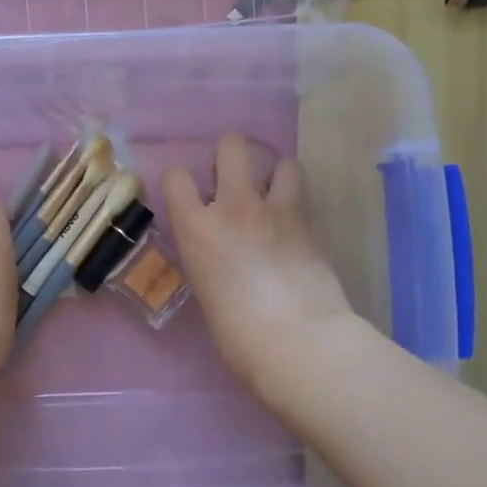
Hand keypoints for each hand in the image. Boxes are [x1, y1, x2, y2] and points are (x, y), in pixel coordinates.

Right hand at [163, 135, 356, 401]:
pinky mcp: (311, 224)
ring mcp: (277, 211)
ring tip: (272, 195)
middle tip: (232, 181)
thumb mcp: (205, 291)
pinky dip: (296, 203)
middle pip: (231, 145)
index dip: (179, 181)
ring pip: (281, 161)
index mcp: (197, 229)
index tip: (185, 194)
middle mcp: (234, 207)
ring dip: (274, 174)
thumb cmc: (237, 335)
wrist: (298, 341)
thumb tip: (220, 257)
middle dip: (230, 154)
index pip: (175, 177)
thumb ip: (208, 260)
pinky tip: (293, 224)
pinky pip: (303, 196)